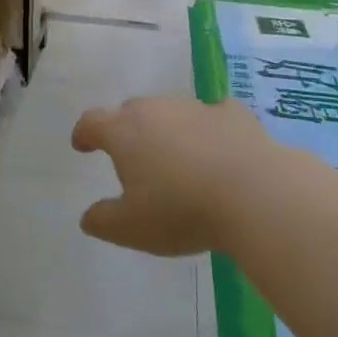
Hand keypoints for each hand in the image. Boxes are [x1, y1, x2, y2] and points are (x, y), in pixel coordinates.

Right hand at [71, 97, 269, 256]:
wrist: (255, 193)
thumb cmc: (181, 210)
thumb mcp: (132, 228)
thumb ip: (103, 221)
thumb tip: (88, 217)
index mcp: (124, 132)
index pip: (92, 122)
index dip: (84, 133)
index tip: (82, 145)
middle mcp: (155, 110)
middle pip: (131, 112)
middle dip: (126, 130)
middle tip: (132, 157)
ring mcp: (195, 108)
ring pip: (171, 112)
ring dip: (168, 130)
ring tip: (177, 159)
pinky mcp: (233, 115)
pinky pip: (214, 116)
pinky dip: (210, 129)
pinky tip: (220, 147)